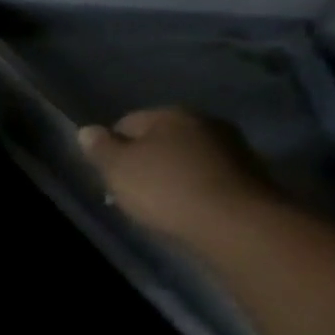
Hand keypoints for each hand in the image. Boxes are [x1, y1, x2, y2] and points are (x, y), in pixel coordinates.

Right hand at [77, 108, 278, 242]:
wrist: (234, 220)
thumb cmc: (165, 189)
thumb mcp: (118, 169)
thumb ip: (100, 148)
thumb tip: (86, 130)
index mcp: (169, 114)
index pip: (127, 122)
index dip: (112, 148)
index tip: (108, 175)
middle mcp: (203, 120)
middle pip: (159, 138)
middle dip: (144, 160)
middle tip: (130, 191)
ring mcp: (230, 145)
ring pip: (185, 156)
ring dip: (171, 173)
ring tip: (159, 202)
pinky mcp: (249, 172)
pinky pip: (207, 174)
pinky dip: (194, 186)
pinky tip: (187, 206)